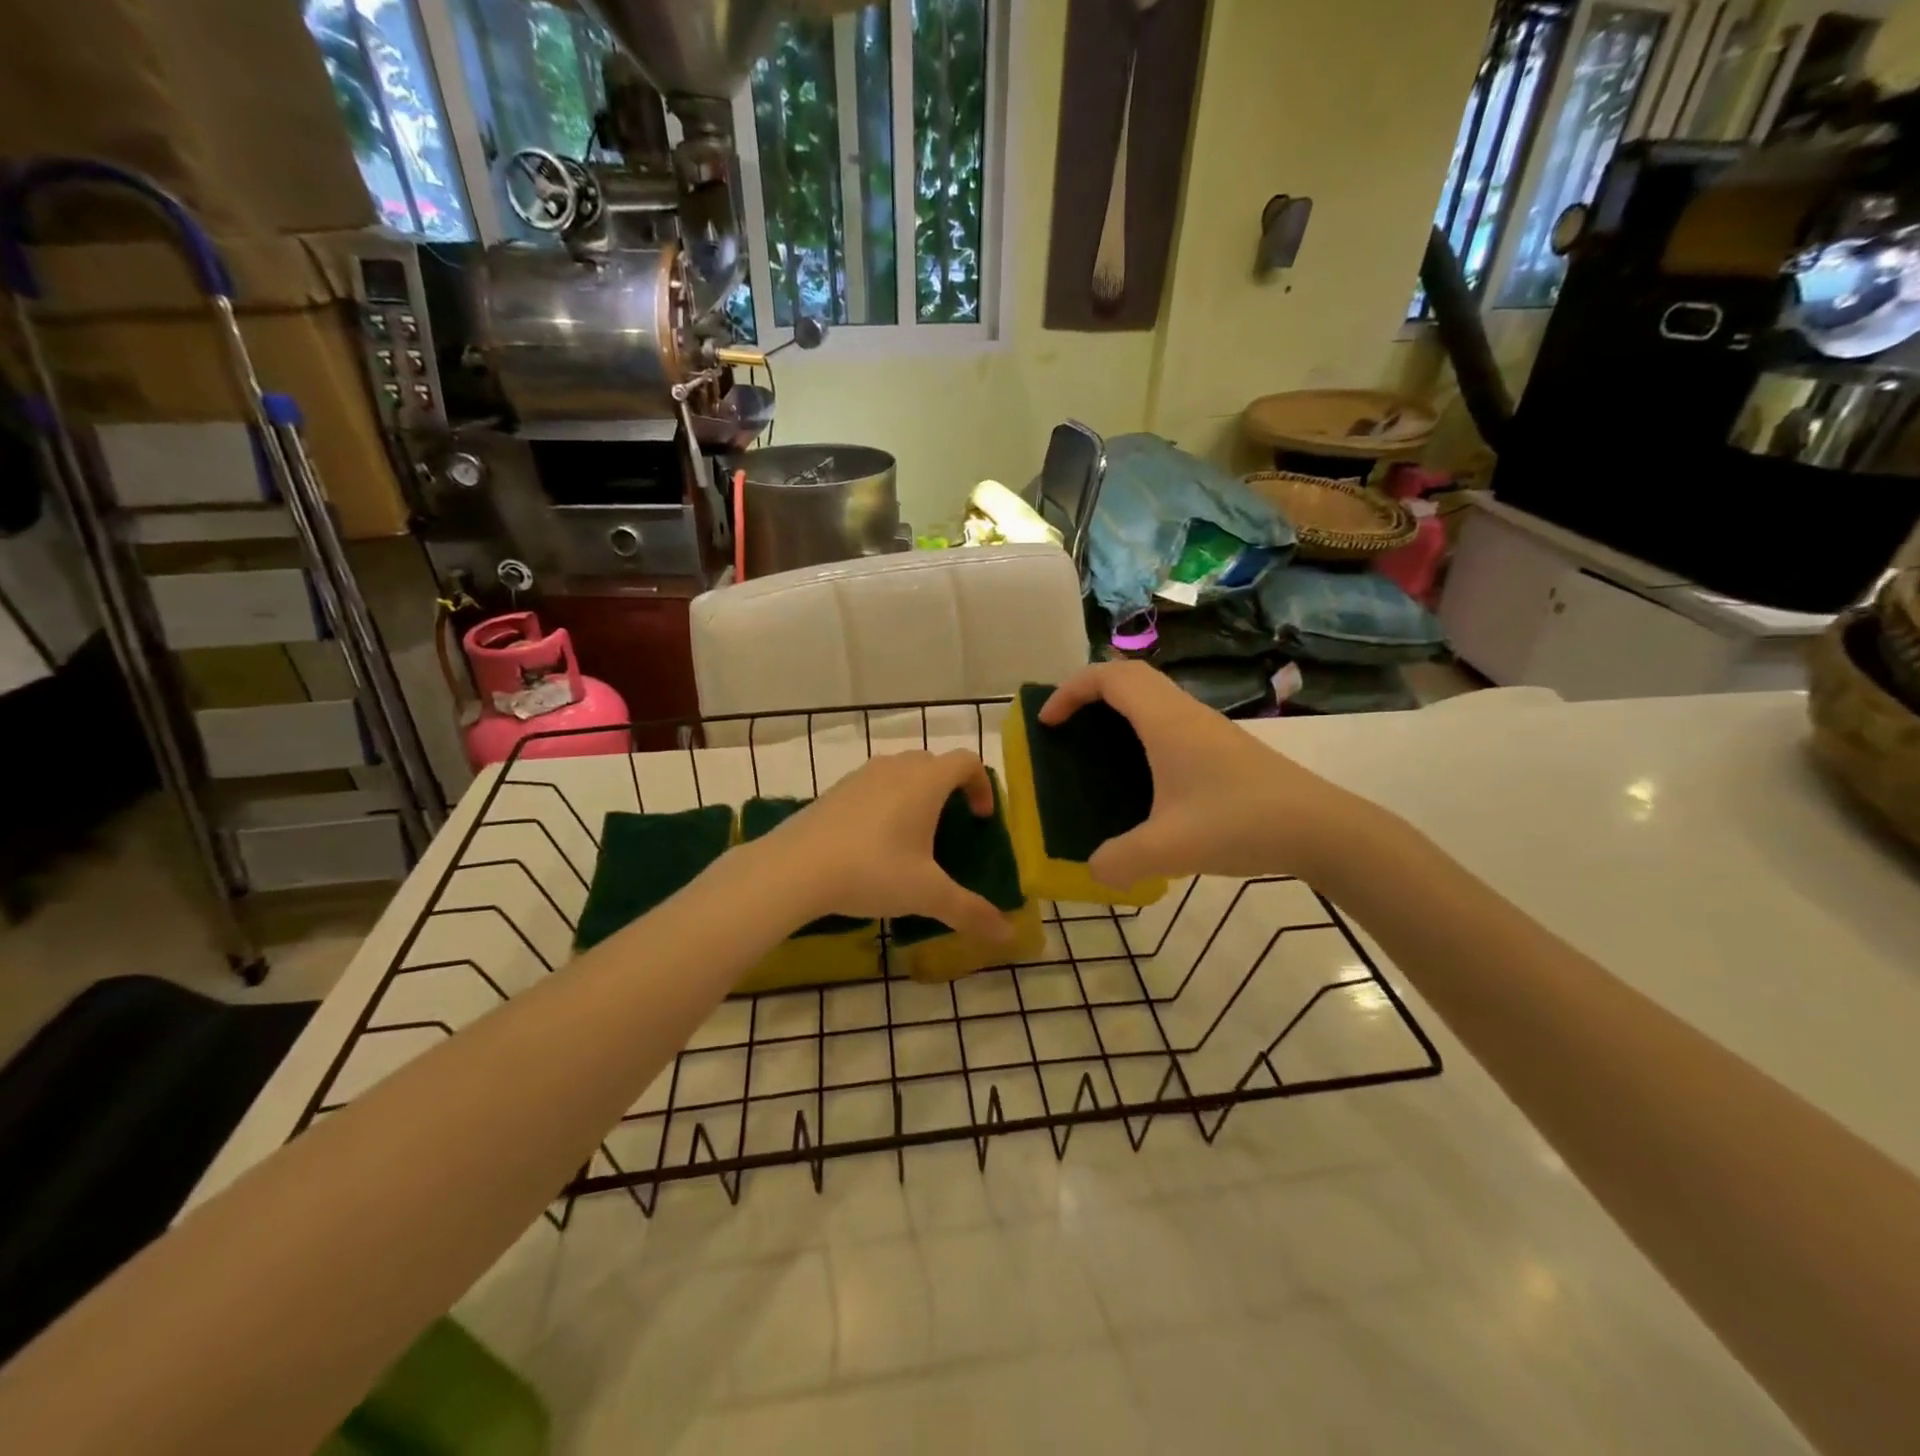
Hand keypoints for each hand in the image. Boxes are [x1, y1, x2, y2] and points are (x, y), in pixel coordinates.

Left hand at [758, 751, 1014, 941]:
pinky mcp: (835, 790)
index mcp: (926, 781)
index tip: (981, 818)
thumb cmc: (872, 871)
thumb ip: (970, 911)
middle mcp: (896, 768)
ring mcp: (862, 775)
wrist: (795, 868)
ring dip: (916, 793)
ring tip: (913, 834)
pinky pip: (873, 785)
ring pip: (901, 771)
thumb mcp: (926, 894)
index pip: (967, 761)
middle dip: (950, 788)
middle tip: (951, 826)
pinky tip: (874, 842)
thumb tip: (1008, 933)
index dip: (982, 784)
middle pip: (934, 762)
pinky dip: (886, 801)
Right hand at [1041, 661, 1374, 885]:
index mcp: (1166, 722)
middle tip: (1066, 727)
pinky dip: (1140, 731)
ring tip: (1094, 750)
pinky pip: (1168, 721)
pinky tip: (1141, 778)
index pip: (1110, 677)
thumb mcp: (1170, 849)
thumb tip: (1093, 870)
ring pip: (1152, 698)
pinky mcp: (1222, 749)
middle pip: (1130, 678)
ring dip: (1117, 711)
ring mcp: (1207, 729)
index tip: (1047, 721)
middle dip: (1089, 693)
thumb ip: (1120, 861)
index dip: (1070, 690)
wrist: (1322, 829)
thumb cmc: (1241, 823)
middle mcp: (1185, 714)